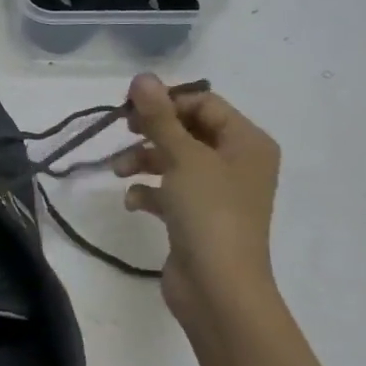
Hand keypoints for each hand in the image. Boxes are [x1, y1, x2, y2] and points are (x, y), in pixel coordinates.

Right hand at [114, 75, 283, 341]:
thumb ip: (159, 117)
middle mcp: (237, 163)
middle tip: (123, 132)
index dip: (167, 102)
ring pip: (175, 161)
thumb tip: (142, 77)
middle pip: (188, 130)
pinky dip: (150, 191)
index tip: (130, 110)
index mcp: (247, 142)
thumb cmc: (209, 213)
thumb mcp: (182, 157)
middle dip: (152, 132)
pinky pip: (170, 192)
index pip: (204, 103)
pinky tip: (134, 202)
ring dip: (144, 160)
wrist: (219, 288)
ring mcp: (218, 193)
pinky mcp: (197, 219)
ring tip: (119, 171)